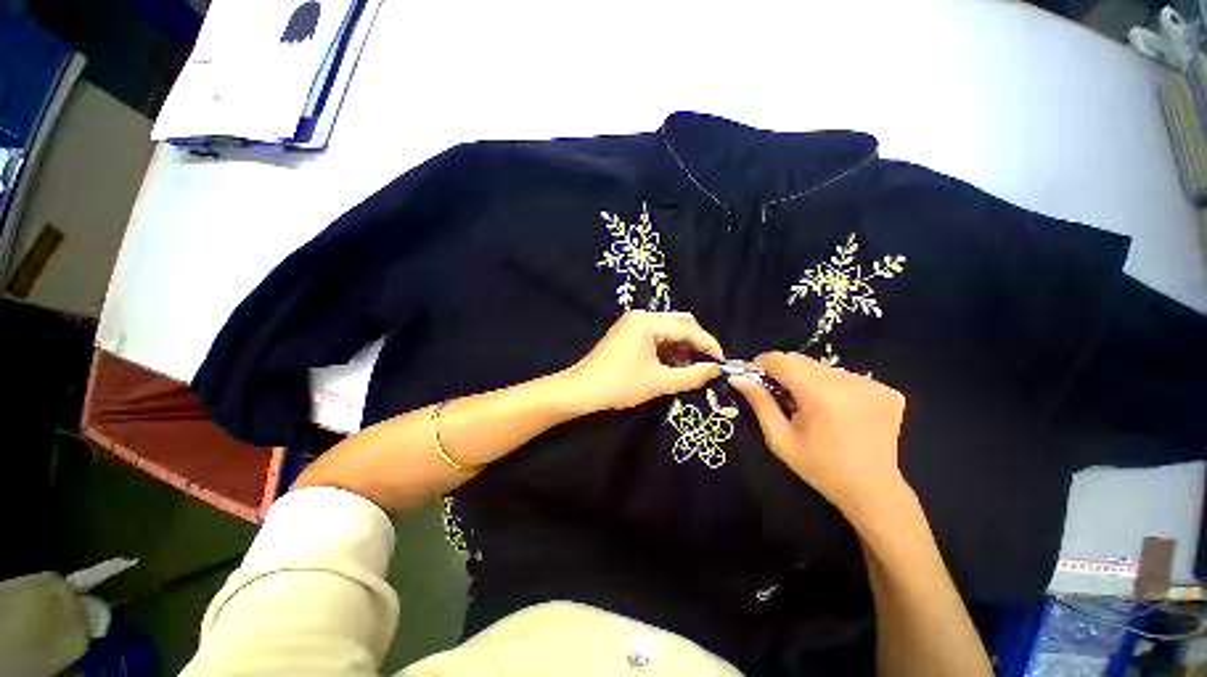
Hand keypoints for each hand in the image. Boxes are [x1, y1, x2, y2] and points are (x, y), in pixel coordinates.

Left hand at [564, 311, 723, 412]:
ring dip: (681, 348)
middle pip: (679, 324)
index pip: (687, 328)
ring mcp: (633, 324)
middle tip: (706, 365)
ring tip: (689, 370)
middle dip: (695, 344)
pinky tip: (673, 367)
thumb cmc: (620, 384)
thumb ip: (692, 375)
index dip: (708, 345)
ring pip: (668, 331)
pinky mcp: (628, 334)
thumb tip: (715, 370)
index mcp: (648, 322)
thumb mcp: (659, 382)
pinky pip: (655, 337)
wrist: (582, 390)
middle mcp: (641, 316)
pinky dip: (667, 350)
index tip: (721, 362)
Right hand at [729, 351, 908, 522]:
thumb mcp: (780, 439)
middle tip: (781, 396)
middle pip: (802, 361)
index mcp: (821, 396)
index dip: (763, 364)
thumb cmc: (820, 467)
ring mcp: (873, 385)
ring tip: (812, 406)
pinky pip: (845, 377)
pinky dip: (834, 387)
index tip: (756, 378)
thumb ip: (759, 403)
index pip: (782, 360)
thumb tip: (738, 377)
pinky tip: (838, 409)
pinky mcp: (887, 390)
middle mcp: (849, 383)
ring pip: (823, 368)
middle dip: (785, 373)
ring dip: (809, 380)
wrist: (873, 491)